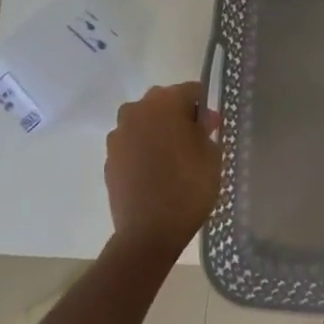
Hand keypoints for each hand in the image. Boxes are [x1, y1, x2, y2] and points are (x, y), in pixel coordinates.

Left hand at [104, 83, 220, 256]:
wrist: (148, 233)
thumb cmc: (188, 187)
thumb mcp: (211, 154)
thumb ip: (206, 129)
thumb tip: (200, 121)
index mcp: (164, 102)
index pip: (192, 91)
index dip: (206, 107)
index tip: (214, 127)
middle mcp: (136, 111)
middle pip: (164, 103)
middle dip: (180, 116)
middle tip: (197, 141)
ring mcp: (118, 135)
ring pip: (145, 123)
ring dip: (159, 132)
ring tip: (175, 158)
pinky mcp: (109, 159)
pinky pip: (132, 145)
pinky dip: (144, 151)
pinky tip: (157, 173)